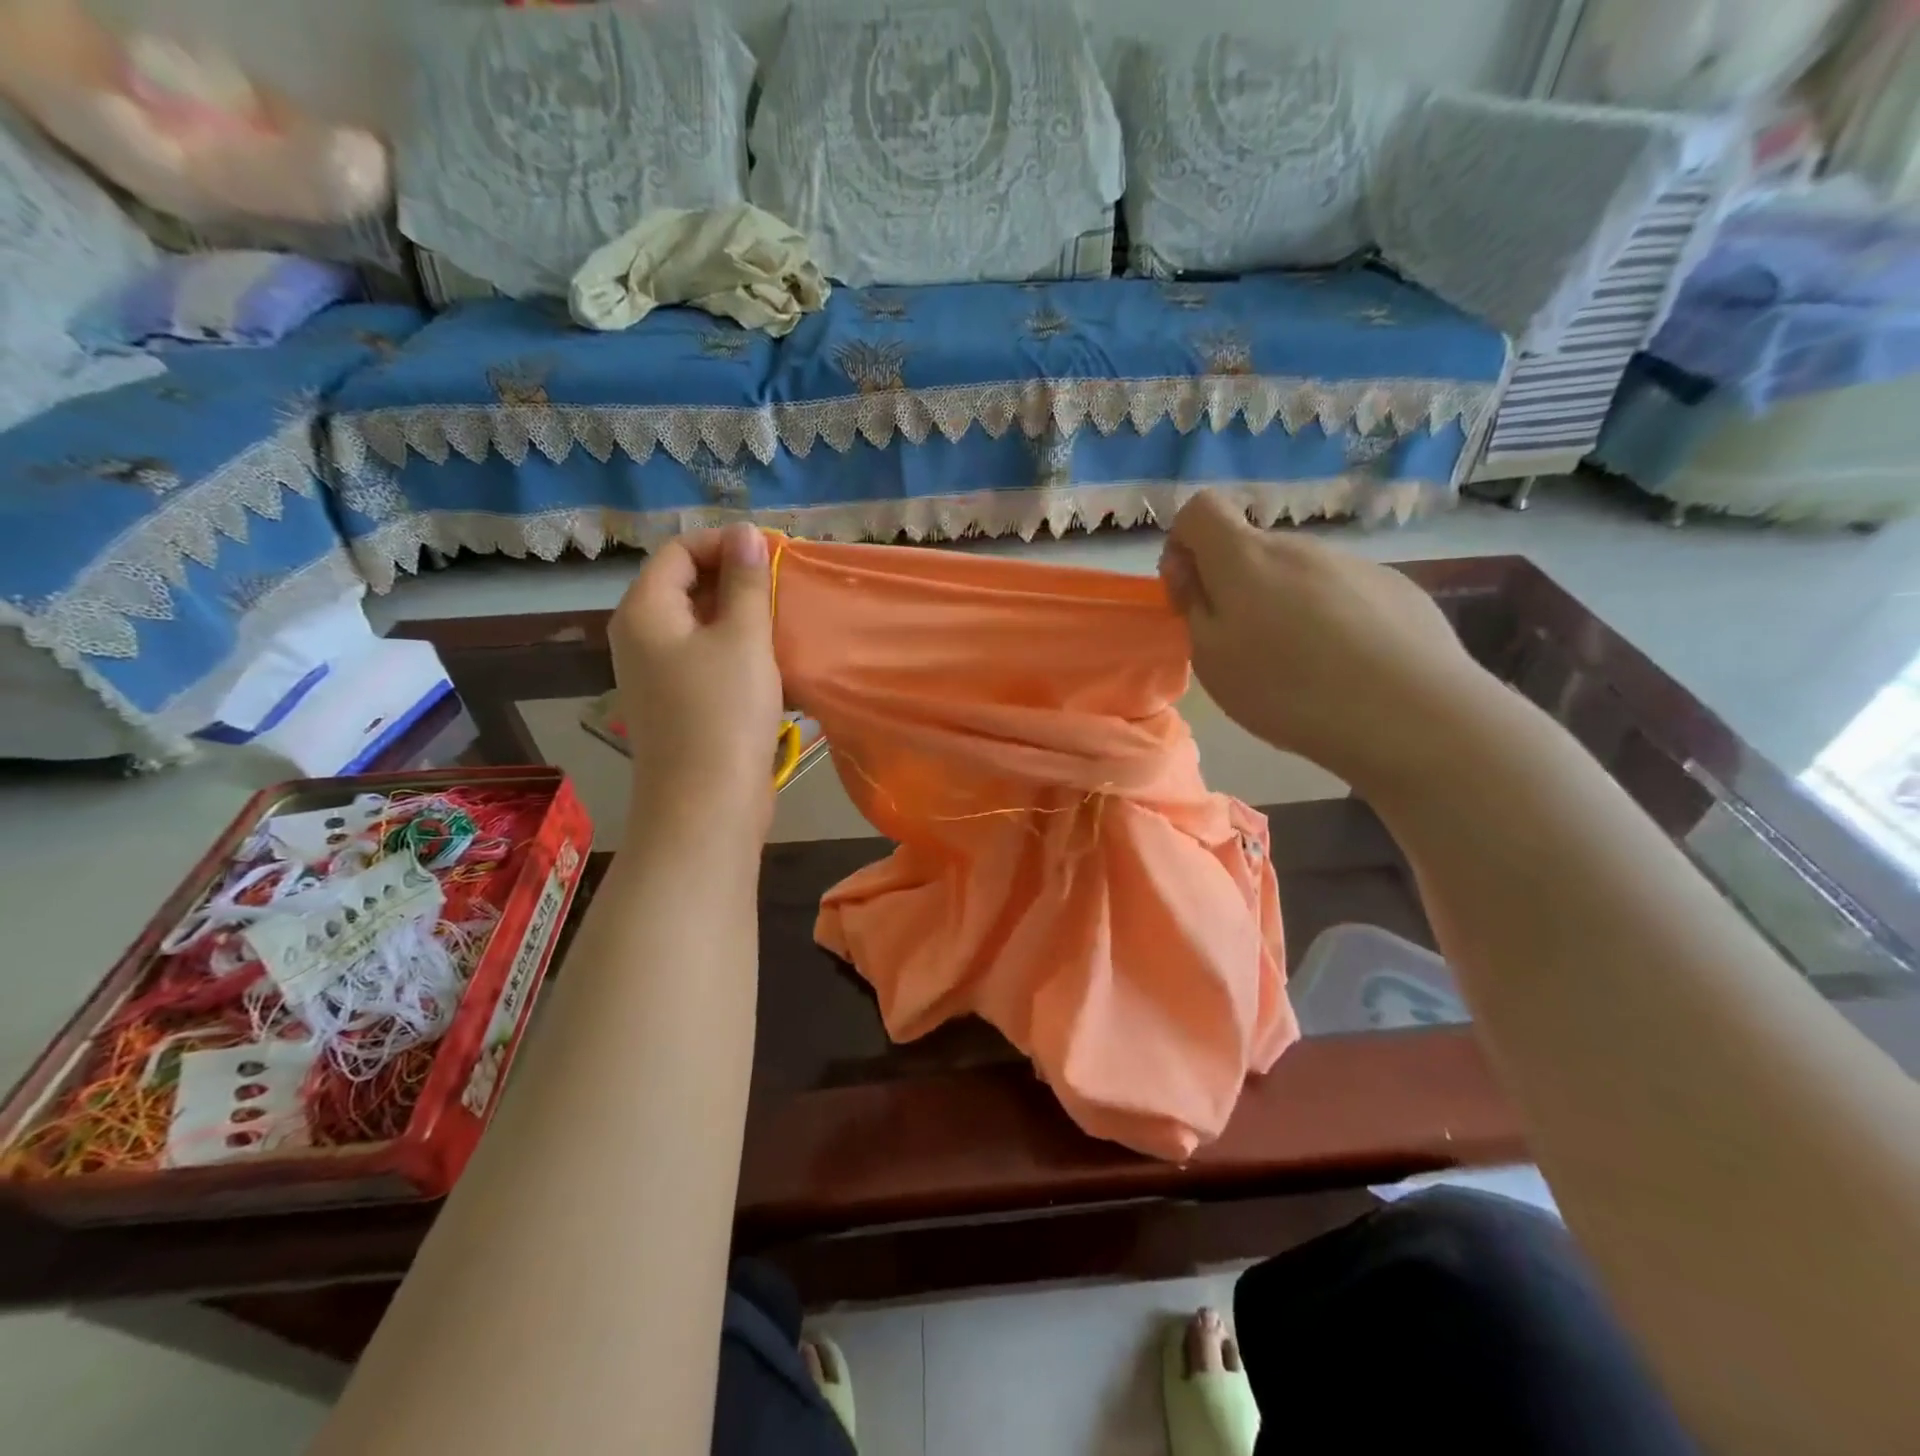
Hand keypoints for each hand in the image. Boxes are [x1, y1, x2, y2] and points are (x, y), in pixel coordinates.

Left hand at [609, 524, 782, 834]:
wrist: (706, 804)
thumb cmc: (723, 713)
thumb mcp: (742, 638)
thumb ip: (745, 582)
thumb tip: (746, 534)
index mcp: (645, 611)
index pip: (678, 551)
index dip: (725, 543)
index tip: (774, 553)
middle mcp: (640, 636)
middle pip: (684, 585)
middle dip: (734, 578)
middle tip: (783, 584)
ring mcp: (656, 674)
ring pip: (698, 624)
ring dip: (739, 615)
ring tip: (783, 618)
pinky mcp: (677, 703)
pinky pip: (704, 658)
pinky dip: (735, 648)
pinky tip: (771, 658)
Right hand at [1159, 491, 1492, 793]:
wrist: (1409, 714)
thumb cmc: (1287, 689)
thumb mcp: (1211, 657)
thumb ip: (1193, 603)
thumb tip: (1189, 567)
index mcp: (1246, 557)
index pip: (1200, 510)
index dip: (1183, 544)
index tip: (1189, 594)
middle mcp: (1300, 546)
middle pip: (1252, 548)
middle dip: (1235, 585)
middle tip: (1244, 646)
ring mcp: (1354, 563)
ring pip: (1299, 573)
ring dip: (1284, 603)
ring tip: (1302, 664)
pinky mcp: (1396, 588)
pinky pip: (1344, 592)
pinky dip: (1331, 618)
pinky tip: (1348, 665)